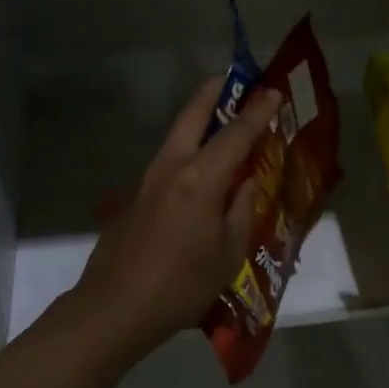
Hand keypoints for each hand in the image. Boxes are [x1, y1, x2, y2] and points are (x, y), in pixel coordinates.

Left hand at [74, 76, 282, 357]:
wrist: (115, 307)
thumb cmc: (181, 284)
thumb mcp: (228, 252)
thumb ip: (241, 210)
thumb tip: (245, 184)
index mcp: (201, 178)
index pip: (236, 133)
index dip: (257, 111)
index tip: (273, 91)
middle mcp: (172, 166)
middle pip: (193, 115)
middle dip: (214, 92)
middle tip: (233, 80)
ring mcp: (149, 179)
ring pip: (176, 134)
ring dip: (199, 118)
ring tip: (221, 118)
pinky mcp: (136, 196)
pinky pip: (169, 159)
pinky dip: (188, 147)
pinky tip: (200, 168)